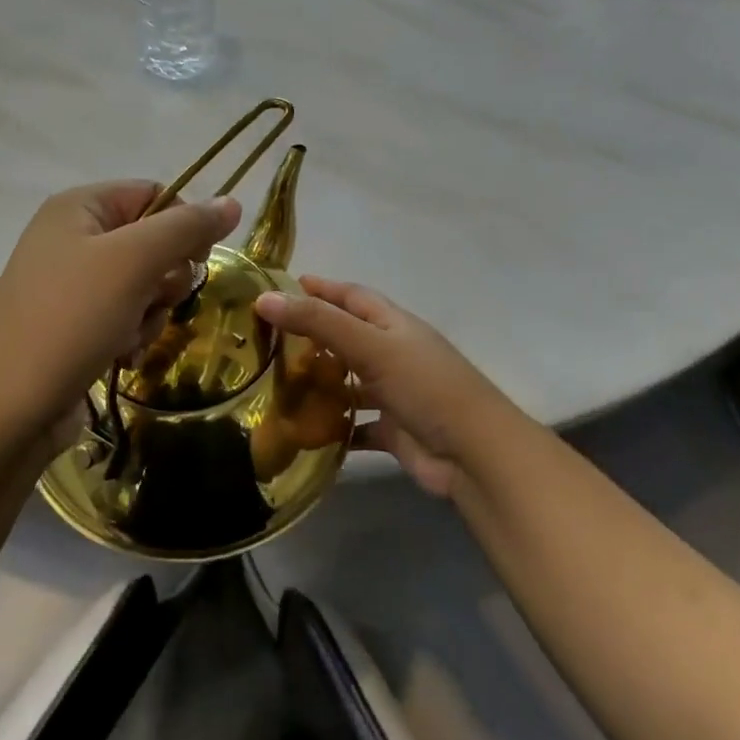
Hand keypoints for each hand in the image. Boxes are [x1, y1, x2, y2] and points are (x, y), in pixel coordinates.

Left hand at [0, 182, 241, 435]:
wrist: (6, 409)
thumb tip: (232, 202)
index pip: (154, 194)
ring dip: (150, 314)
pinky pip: (125, 318)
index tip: (198, 260)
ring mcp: (70, 286)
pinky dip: (131, 337)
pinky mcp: (73, 327)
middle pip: (152, 243)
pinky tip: (118, 357)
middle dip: (164, 278)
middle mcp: (72, 239)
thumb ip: (186, 227)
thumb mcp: (133, 262)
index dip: (184, 224)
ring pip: (144, 286)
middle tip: (153, 300)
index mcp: (79, 208)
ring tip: (126, 336)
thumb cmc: (70, 319)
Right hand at [254, 277, 527, 497]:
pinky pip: (355, 424)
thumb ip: (318, 322)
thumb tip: (264, 298)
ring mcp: (394, 392)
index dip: (321, 288)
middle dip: (312, 335)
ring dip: (320, 382)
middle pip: (347, 336)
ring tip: (275, 383)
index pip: (351, 296)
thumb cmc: (424, 386)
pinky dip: (332, 426)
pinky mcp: (392, 429)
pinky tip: (302, 430)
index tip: (283, 286)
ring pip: (348, 381)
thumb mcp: (370, 345)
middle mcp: (393, 353)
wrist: (474, 453)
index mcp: (393, 324)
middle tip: (267, 338)